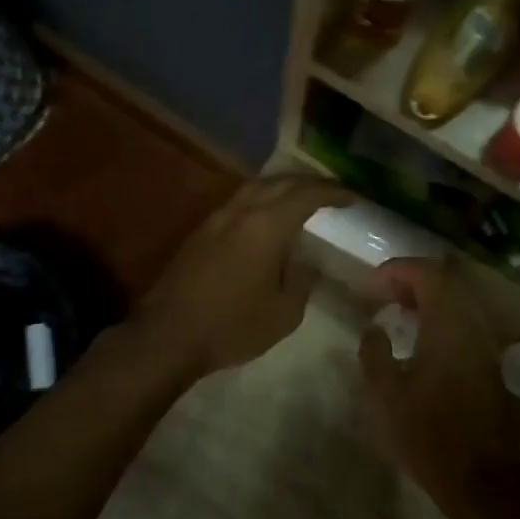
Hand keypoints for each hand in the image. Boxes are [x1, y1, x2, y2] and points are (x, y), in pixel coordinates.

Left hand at [134, 176, 351, 381]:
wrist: (168, 336)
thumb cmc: (232, 326)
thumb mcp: (284, 312)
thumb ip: (301, 279)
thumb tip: (306, 262)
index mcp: (267, 226)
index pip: (307, 195)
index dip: (333, 192)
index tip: (352, 197)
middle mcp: (241, 211)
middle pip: (280, 182)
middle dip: (309, 184)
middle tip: (331, 194)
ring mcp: (216, 219)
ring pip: (255, 188)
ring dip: (282, 188)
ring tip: (301, 201)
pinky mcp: (201, 232)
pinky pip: (238, 202)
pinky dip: (261, 201)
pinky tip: (267, 219)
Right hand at [358, 259, 519, 504]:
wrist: (480, 476)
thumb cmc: (428, 434)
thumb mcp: (386, 396)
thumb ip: (374, 353)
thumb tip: (374, 328)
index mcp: (448, 325)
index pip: (427, 273)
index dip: (397, 270)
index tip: (371, 284)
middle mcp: (473, 324)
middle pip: (447, 280)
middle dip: (413, 279)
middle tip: (383, 294)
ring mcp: (487, 342)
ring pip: (460, 299)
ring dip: (429, 297)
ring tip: (399, 312)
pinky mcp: (491, 360)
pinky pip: (466, 319)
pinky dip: (442, 315)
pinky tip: (422, 337)